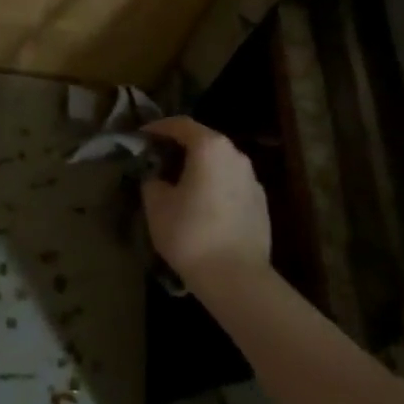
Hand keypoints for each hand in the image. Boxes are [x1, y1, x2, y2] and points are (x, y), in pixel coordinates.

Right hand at [140, 117, 271, 294]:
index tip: (142, 135)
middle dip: (180, 147)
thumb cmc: (191, 234)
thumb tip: (158, 178)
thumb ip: (153, 181)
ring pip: (220, 163)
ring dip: (200, 167)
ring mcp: (252, 179)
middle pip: (204, 141)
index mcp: (209, 147)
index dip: (159, 127)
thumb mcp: (157, 205)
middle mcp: (235, 155)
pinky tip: (204, 207)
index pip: (181, 124)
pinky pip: (231, 184)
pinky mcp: (261, 204)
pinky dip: (215, 186)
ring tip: (181, 184)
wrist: (237, 279)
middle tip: (159, 159)